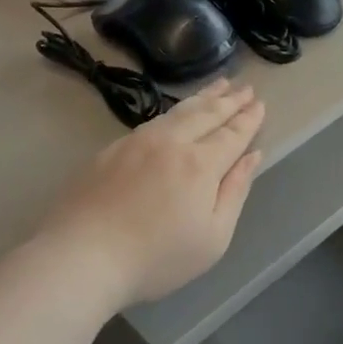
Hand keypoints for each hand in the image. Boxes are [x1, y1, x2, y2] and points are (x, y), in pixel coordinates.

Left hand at [44, 80, 265, 307]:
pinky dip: (174, 110)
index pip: (232, 134)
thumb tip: (252, 156)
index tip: (260, 103)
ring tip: (219, 85)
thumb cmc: (156, 258)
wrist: (81, 257)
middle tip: (245, 87)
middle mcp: (171, 142)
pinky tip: (176, 113)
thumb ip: (235, 191)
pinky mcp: (112, 150)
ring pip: (178, 111)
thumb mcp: (213, 237)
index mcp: (201, 164)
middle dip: (229, 100)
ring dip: (203, 97)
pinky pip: (153, 121)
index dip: (248, 119)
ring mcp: (137, 142)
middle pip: (206, 114)